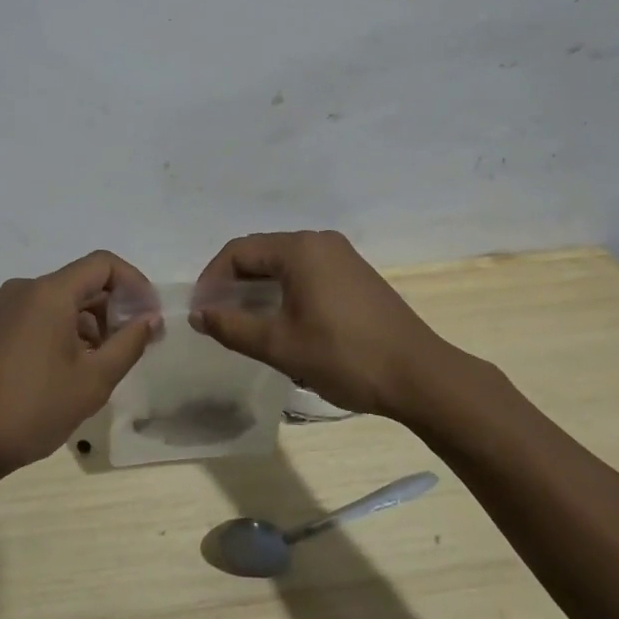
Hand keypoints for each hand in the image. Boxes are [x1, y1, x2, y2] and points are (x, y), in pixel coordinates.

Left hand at [0, 251, 159, 484]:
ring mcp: (9, 308)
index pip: (104, 264)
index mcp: (50, 292)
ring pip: (65, 300)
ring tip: (107, 363)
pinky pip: (45, 314)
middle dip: (116, 307)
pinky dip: (69, 330)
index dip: (135, 284)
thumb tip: (150, 317)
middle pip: (84, 281)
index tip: (151, 318)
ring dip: (93, 322)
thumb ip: (129, 343)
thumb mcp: (93, 380)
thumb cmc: (33, 409)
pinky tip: (77, 368)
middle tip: (137, 344)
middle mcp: (27, 289)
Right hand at [190, 230, 451, 417]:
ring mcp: (342, 256)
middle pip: (260, 253)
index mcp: (299, 249)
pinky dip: (285, 290)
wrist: (420, 376)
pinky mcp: (356, 275)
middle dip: (233, 283)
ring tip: (246, 322)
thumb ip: (232, 326)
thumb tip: (198, 314)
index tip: (202, 312)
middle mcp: (319, 241)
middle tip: (219, 318)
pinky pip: (307, 272)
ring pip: (284, 264)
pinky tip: (284, 321)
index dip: (212, 279)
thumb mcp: (279, 346)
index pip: (238, 251)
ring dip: (259, 288)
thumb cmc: (344, 356)